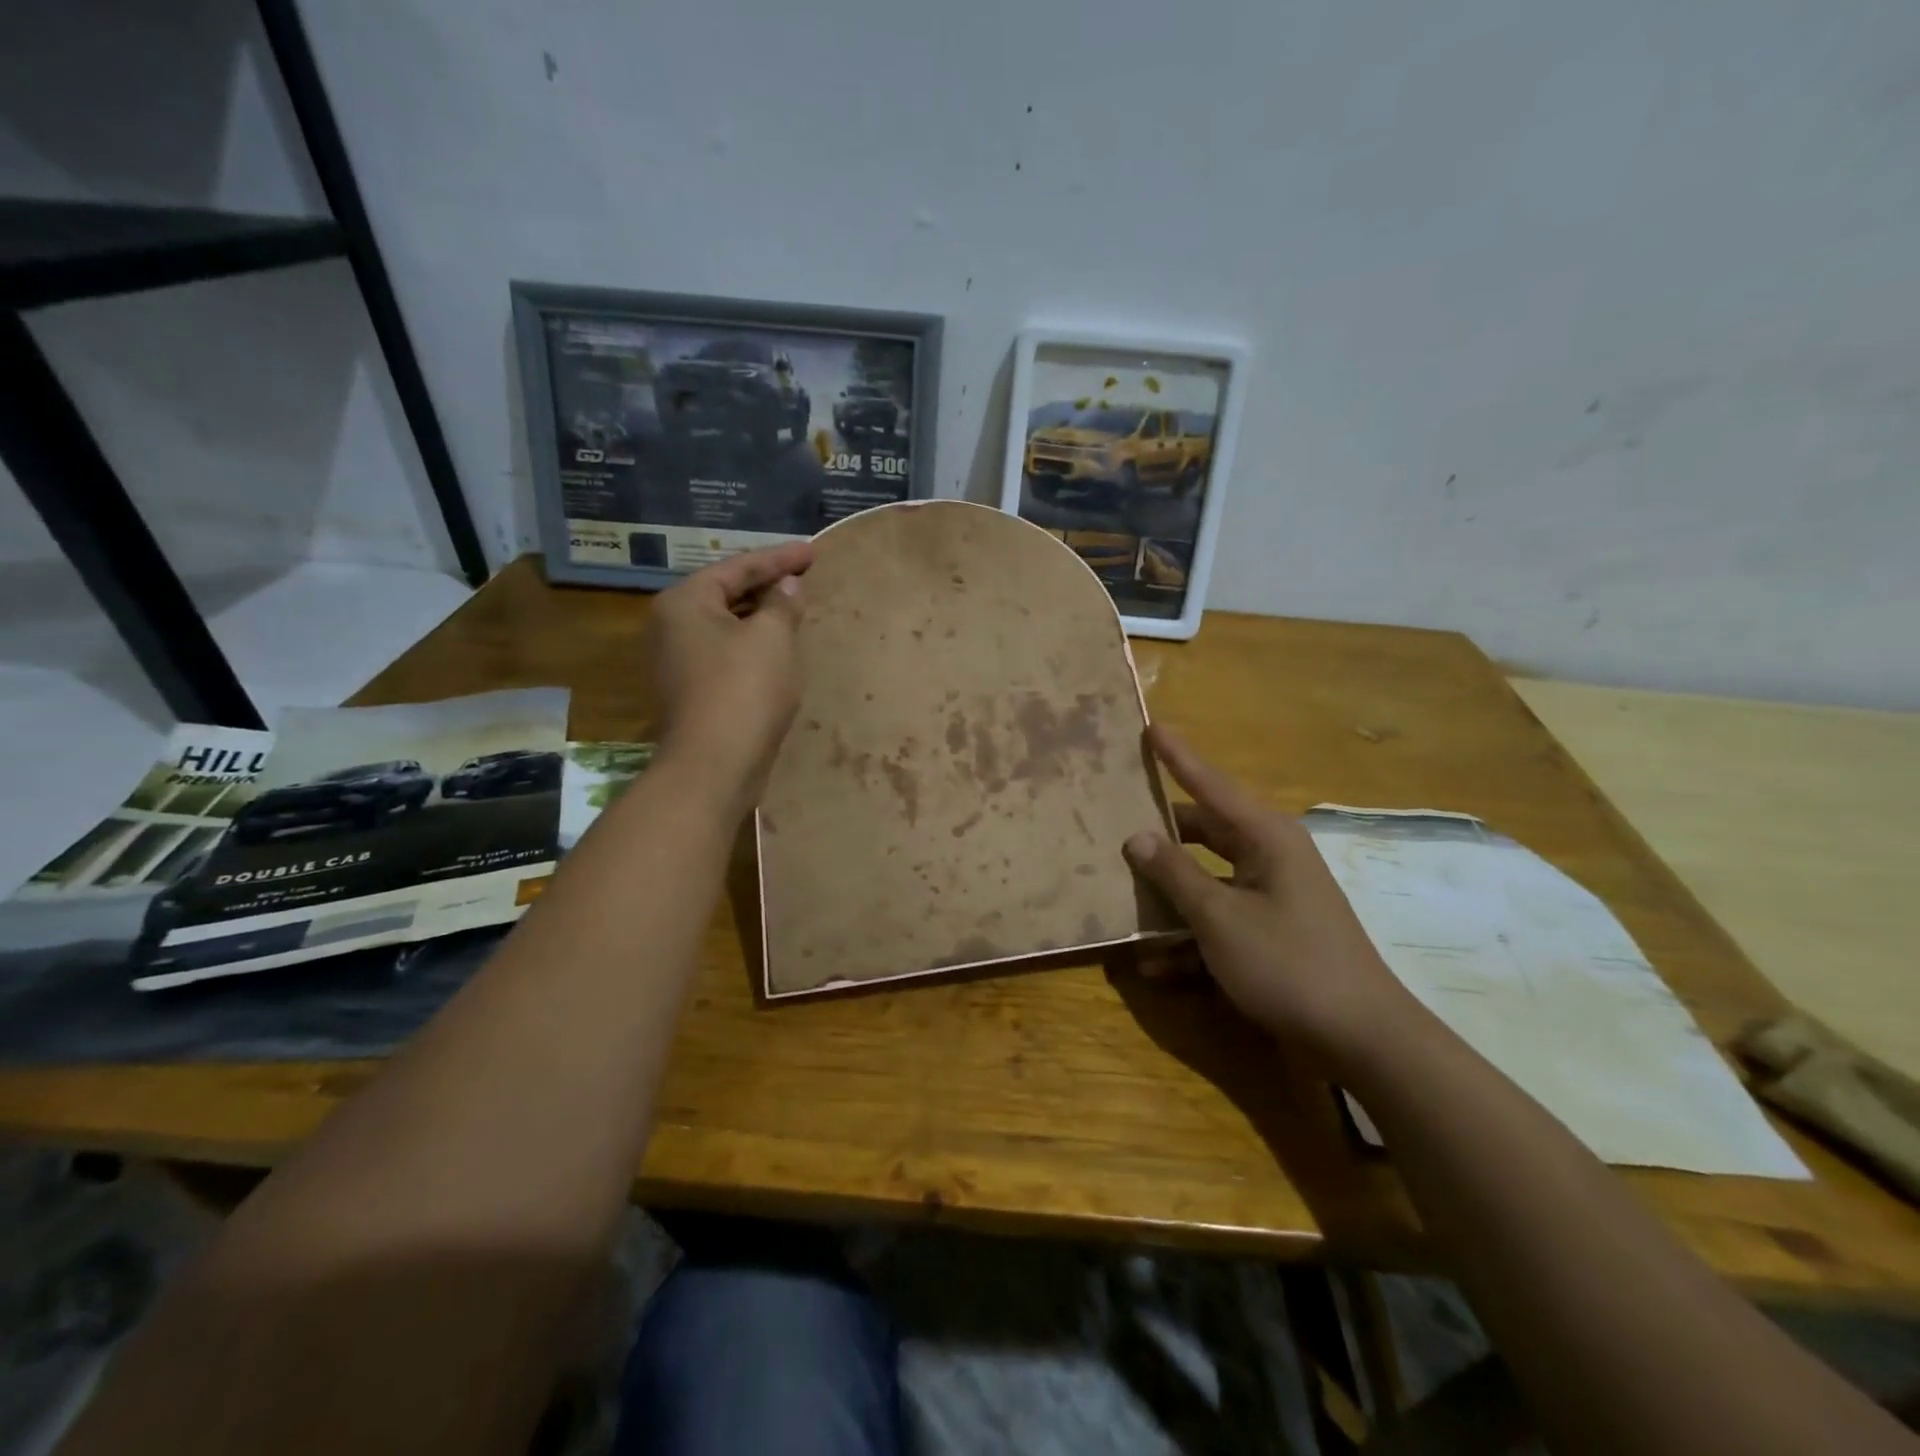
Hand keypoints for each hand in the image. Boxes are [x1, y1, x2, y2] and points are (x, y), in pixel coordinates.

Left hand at [645, 541, 813, 813]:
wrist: (715, 764)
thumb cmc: (744, 689)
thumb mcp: (772, 637)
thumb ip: (782, 604)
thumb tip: (788, 586)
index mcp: (685, 601)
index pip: (738, 567)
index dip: (779, 558)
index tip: (812, 551)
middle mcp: (672, 625)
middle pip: (726, 593)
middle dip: (766, 585)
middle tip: (804, 576)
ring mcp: (678, 661)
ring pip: (727, 625)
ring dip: (760, 616)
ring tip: (794, 607)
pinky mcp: (692, 690)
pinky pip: (727, 652)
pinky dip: (753, 644)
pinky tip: (778, 648)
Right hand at [1123, 725, 1420, 1069]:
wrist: (1361, 1039)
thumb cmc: (1288, 963)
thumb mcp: (1220, 918)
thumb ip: (1174, 874)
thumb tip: (1136, 837)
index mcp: (1265, 837)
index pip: (1210, 785)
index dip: (1178, 757)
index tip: (1151, 727)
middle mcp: (1269, 857)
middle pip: (1203, 834)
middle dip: (1160, 838)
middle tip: (1116, 825)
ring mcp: (1271, 896)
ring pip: (1206, 882)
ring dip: (1169, 900)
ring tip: (1122, 905)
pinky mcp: (1271, 932)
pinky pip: (1220, 921)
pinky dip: (1191, 940)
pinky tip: (1157, 968)